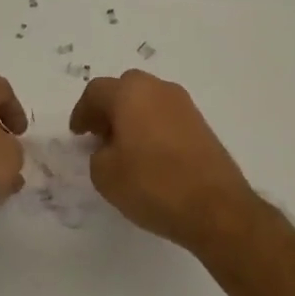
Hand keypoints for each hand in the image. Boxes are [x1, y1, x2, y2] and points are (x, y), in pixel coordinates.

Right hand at [69, 71, 256, 251]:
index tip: (78, 134)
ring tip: (123, 147)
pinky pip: (165, 115)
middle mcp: (158, 89)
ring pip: (147, 100)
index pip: (96, 92)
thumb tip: (109, 147)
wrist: (216, 207)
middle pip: (124, 89)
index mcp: (130, 93)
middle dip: (108, 109)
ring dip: (131, 116)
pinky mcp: (201, 123)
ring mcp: (184, 104)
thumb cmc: (153, 184)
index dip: (82, 112)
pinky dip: (151, 126)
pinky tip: (149, 154)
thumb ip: (98, 154)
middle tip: (99, 135)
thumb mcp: (105, 175)